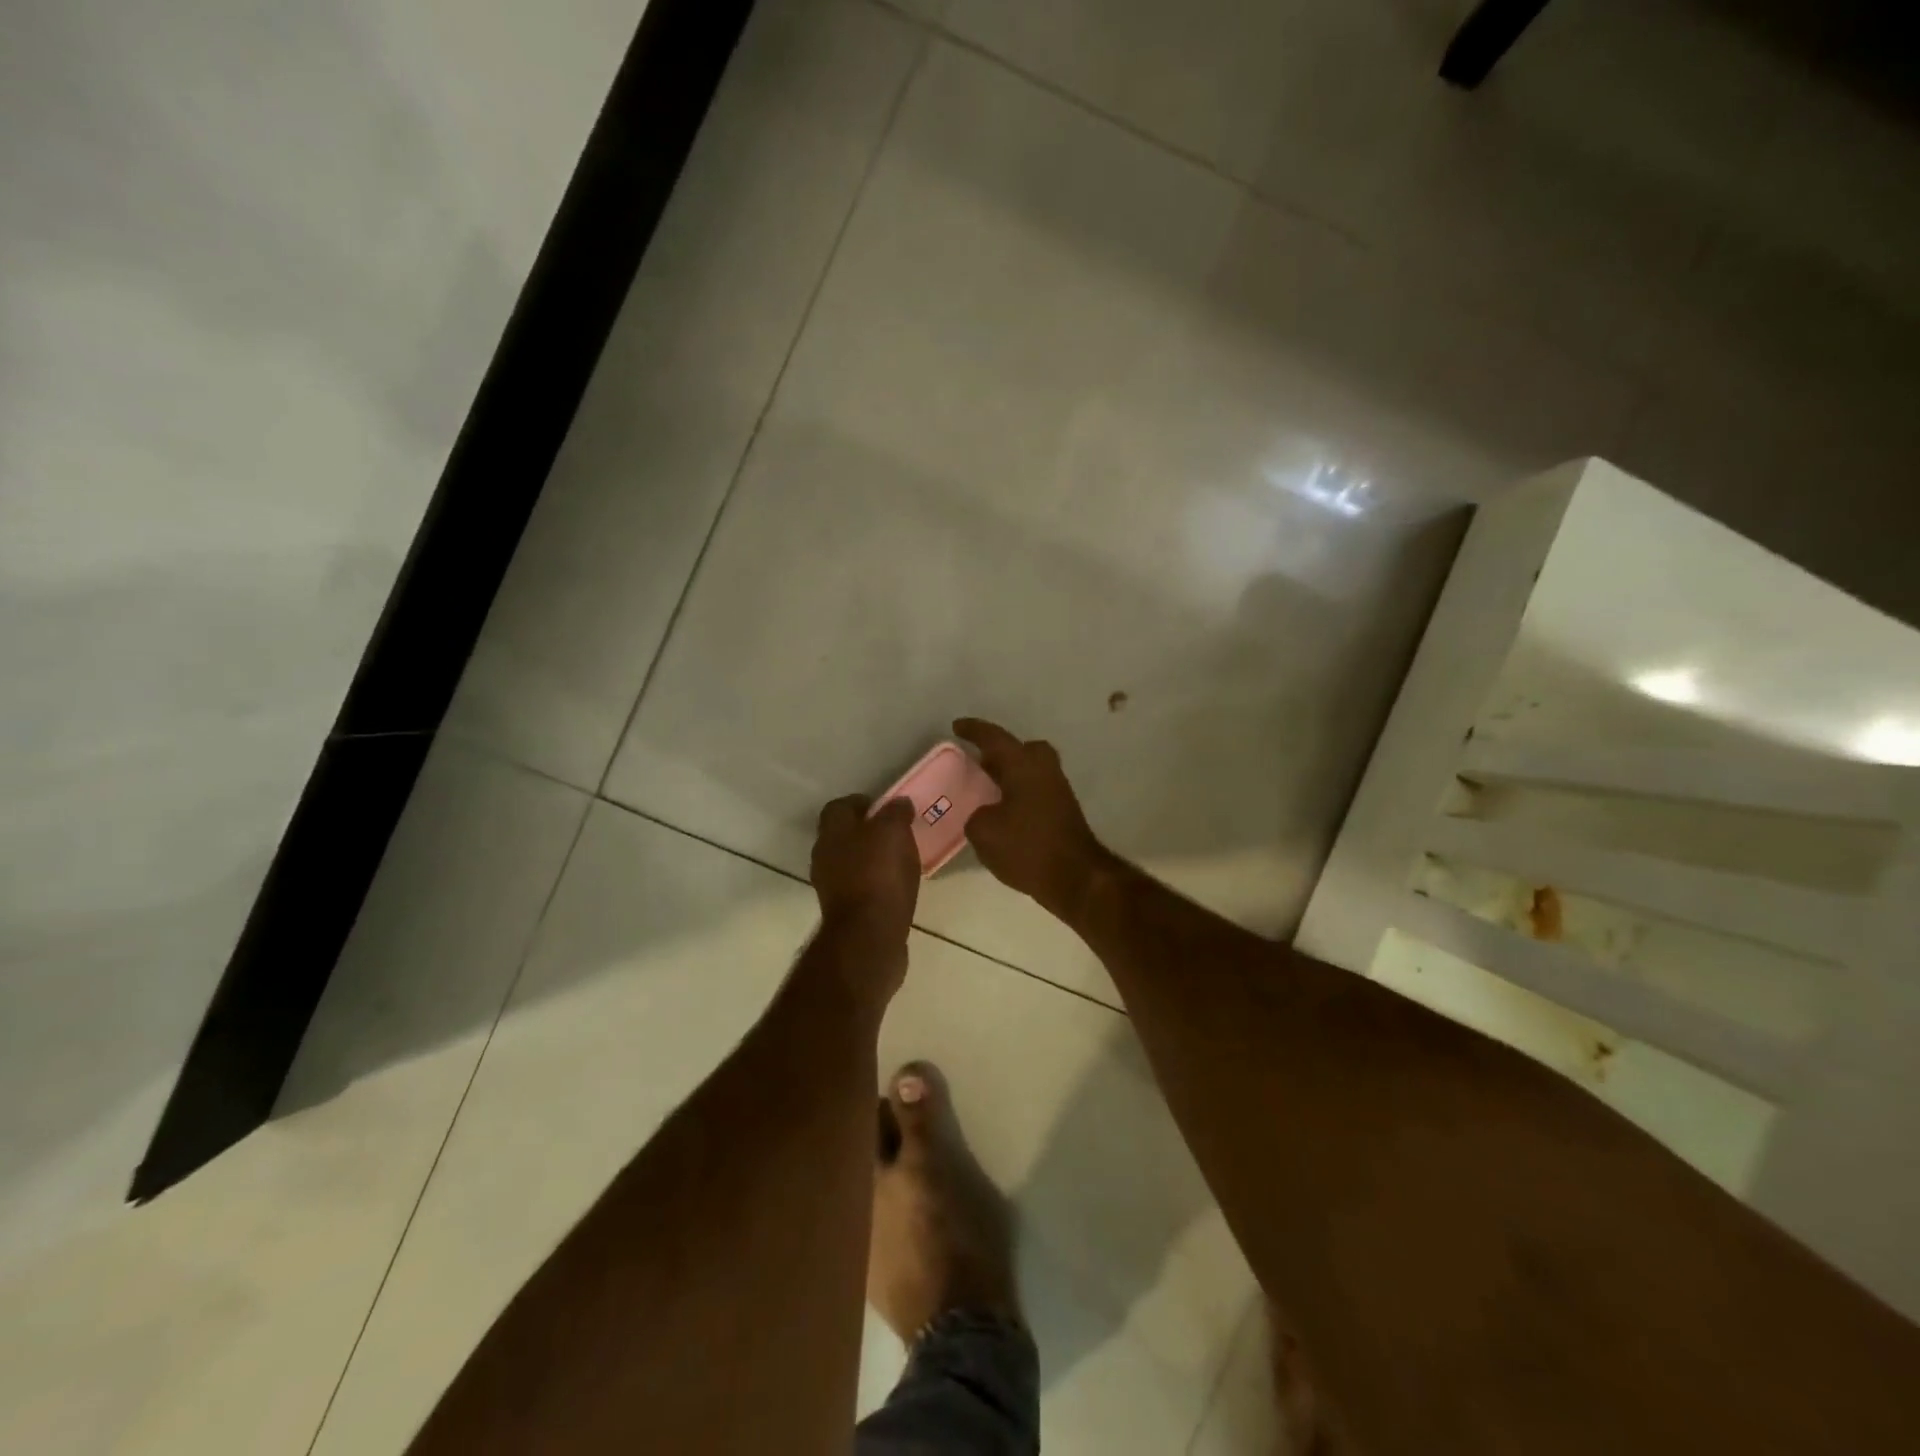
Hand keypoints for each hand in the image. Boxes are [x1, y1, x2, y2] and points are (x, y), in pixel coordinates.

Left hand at [810, 795, 920, 951]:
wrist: (868, 936)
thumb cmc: (879, 875)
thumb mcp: (893, 832)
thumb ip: (895, 813)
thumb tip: (899, 803)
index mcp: (832, 831)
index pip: (839, 806)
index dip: (862, 803)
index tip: (886, 808)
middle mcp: (824, 855)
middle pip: (843, 834)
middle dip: (867, 831)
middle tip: (896, 832)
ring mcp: (830, 885)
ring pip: (850, 861)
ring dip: (871, 858)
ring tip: (900, 860)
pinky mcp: (843, 911)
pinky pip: (859, 886)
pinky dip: (874, 882)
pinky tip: (895, 886)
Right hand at [953, 718, 1112, 920]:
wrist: (1076, 877)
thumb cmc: (1027, 847)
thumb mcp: (984, 832)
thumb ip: (976, 815)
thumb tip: (985, 814)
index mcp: (1023, 765)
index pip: (994, 738)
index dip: (974, 730)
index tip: (957, 726)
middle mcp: (1044, 769)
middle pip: (1022, 749)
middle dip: (1000, 753)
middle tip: (979, 762)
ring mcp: (1058, 790)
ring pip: (1030, 770)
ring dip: (1010, 774)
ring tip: (986, 789)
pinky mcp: (1063, 811)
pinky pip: (1035, 789)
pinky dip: (1018, 793)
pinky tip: (1003, 812)